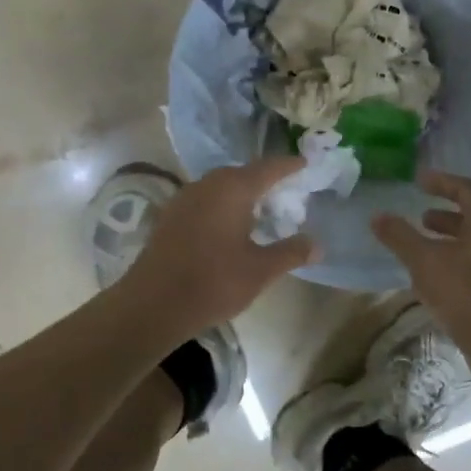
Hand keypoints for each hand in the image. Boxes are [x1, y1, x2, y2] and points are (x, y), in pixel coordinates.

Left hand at [124, 158, 317, 333]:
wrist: (152, 305)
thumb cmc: (213, 282)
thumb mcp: (261, 270)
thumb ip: (291, 252)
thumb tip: (317, 244)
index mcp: (233, 189)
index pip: (268, 168)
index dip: (289, 166)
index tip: (305, 164)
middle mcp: (207, 185)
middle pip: (243, 174)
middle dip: (266, 180)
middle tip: (287, 193)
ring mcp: (184, 199)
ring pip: (221, 187)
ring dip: (243, 194)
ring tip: (262, 210)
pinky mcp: (170, 217)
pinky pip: (205, 201)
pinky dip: (223, 206)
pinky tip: (230, 227)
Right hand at [371, 172, 470, 342]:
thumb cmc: (464, 291)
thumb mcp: (424, 260)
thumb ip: (400, 236)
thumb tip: (377, 216)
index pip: (466, 189)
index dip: (441, 182)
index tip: (419, 181)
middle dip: (445, 215)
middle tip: (421, 217)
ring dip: (451, 240)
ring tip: (424, 247)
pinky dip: (457, 261)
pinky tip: (437, 278)